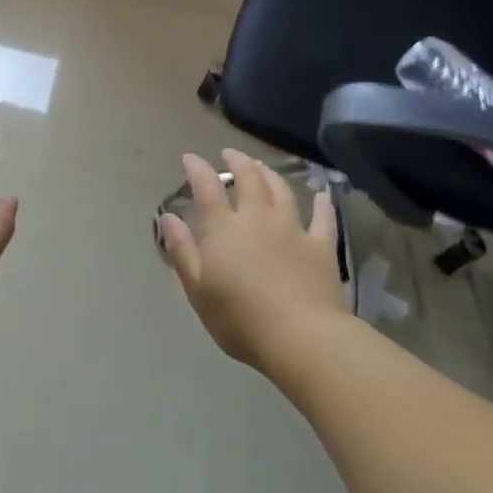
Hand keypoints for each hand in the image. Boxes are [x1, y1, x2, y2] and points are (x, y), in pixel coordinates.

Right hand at [157, 149, 344, 368]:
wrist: (302, 337)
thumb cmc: (240, 318)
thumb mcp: (197, 289)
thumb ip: (182, 250)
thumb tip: (168, 217)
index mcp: (224, 228)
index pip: (207, 187)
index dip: (197, 168)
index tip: (190, 157)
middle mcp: (258, 218)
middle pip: (249, 179)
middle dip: (237, 162)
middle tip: (230, 154)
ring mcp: (293, 230)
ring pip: (282, 191)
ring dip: (270, 174)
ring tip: (263, 167)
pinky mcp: (321, 247)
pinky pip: (323, 218)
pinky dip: (322, 204)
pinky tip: (322, 195)